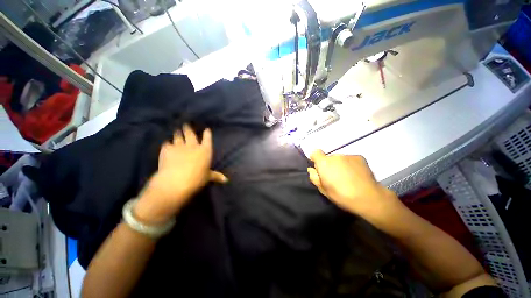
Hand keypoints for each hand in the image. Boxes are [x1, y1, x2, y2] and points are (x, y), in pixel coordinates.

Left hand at [134, 124, 227, 223]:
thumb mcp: (208, 177)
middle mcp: (193, 146)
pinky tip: (166, 143)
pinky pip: (167, 143)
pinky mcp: (167, 149)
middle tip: (186, 125)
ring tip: (177, 130)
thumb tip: (227, 180)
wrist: (176, 181)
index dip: (207, 134)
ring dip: (177, 133)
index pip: (207, 139)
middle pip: (190, 134)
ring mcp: (179, 146)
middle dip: (188, 128)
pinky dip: (167, 143)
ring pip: (178, 136)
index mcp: (205, 151)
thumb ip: (216, 176)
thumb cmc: (196, 179)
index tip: (206, 129)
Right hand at [307, 150, 400, 222]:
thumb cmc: (341, 195)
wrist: (368, 197)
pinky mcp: (359, 157)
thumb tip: (311, 170)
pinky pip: (350, 160)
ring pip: (340, 159)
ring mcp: (348, 155)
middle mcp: (335, 156)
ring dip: (340, 165)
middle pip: (328, 158)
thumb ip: (314, 177)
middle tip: (335, 177)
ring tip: (347, 177)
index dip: (316, 159)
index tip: (319, 168)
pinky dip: (351, 165)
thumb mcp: (323, 190)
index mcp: (324, 163)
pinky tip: (356, 175)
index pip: (315, 152)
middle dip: (329, 165)